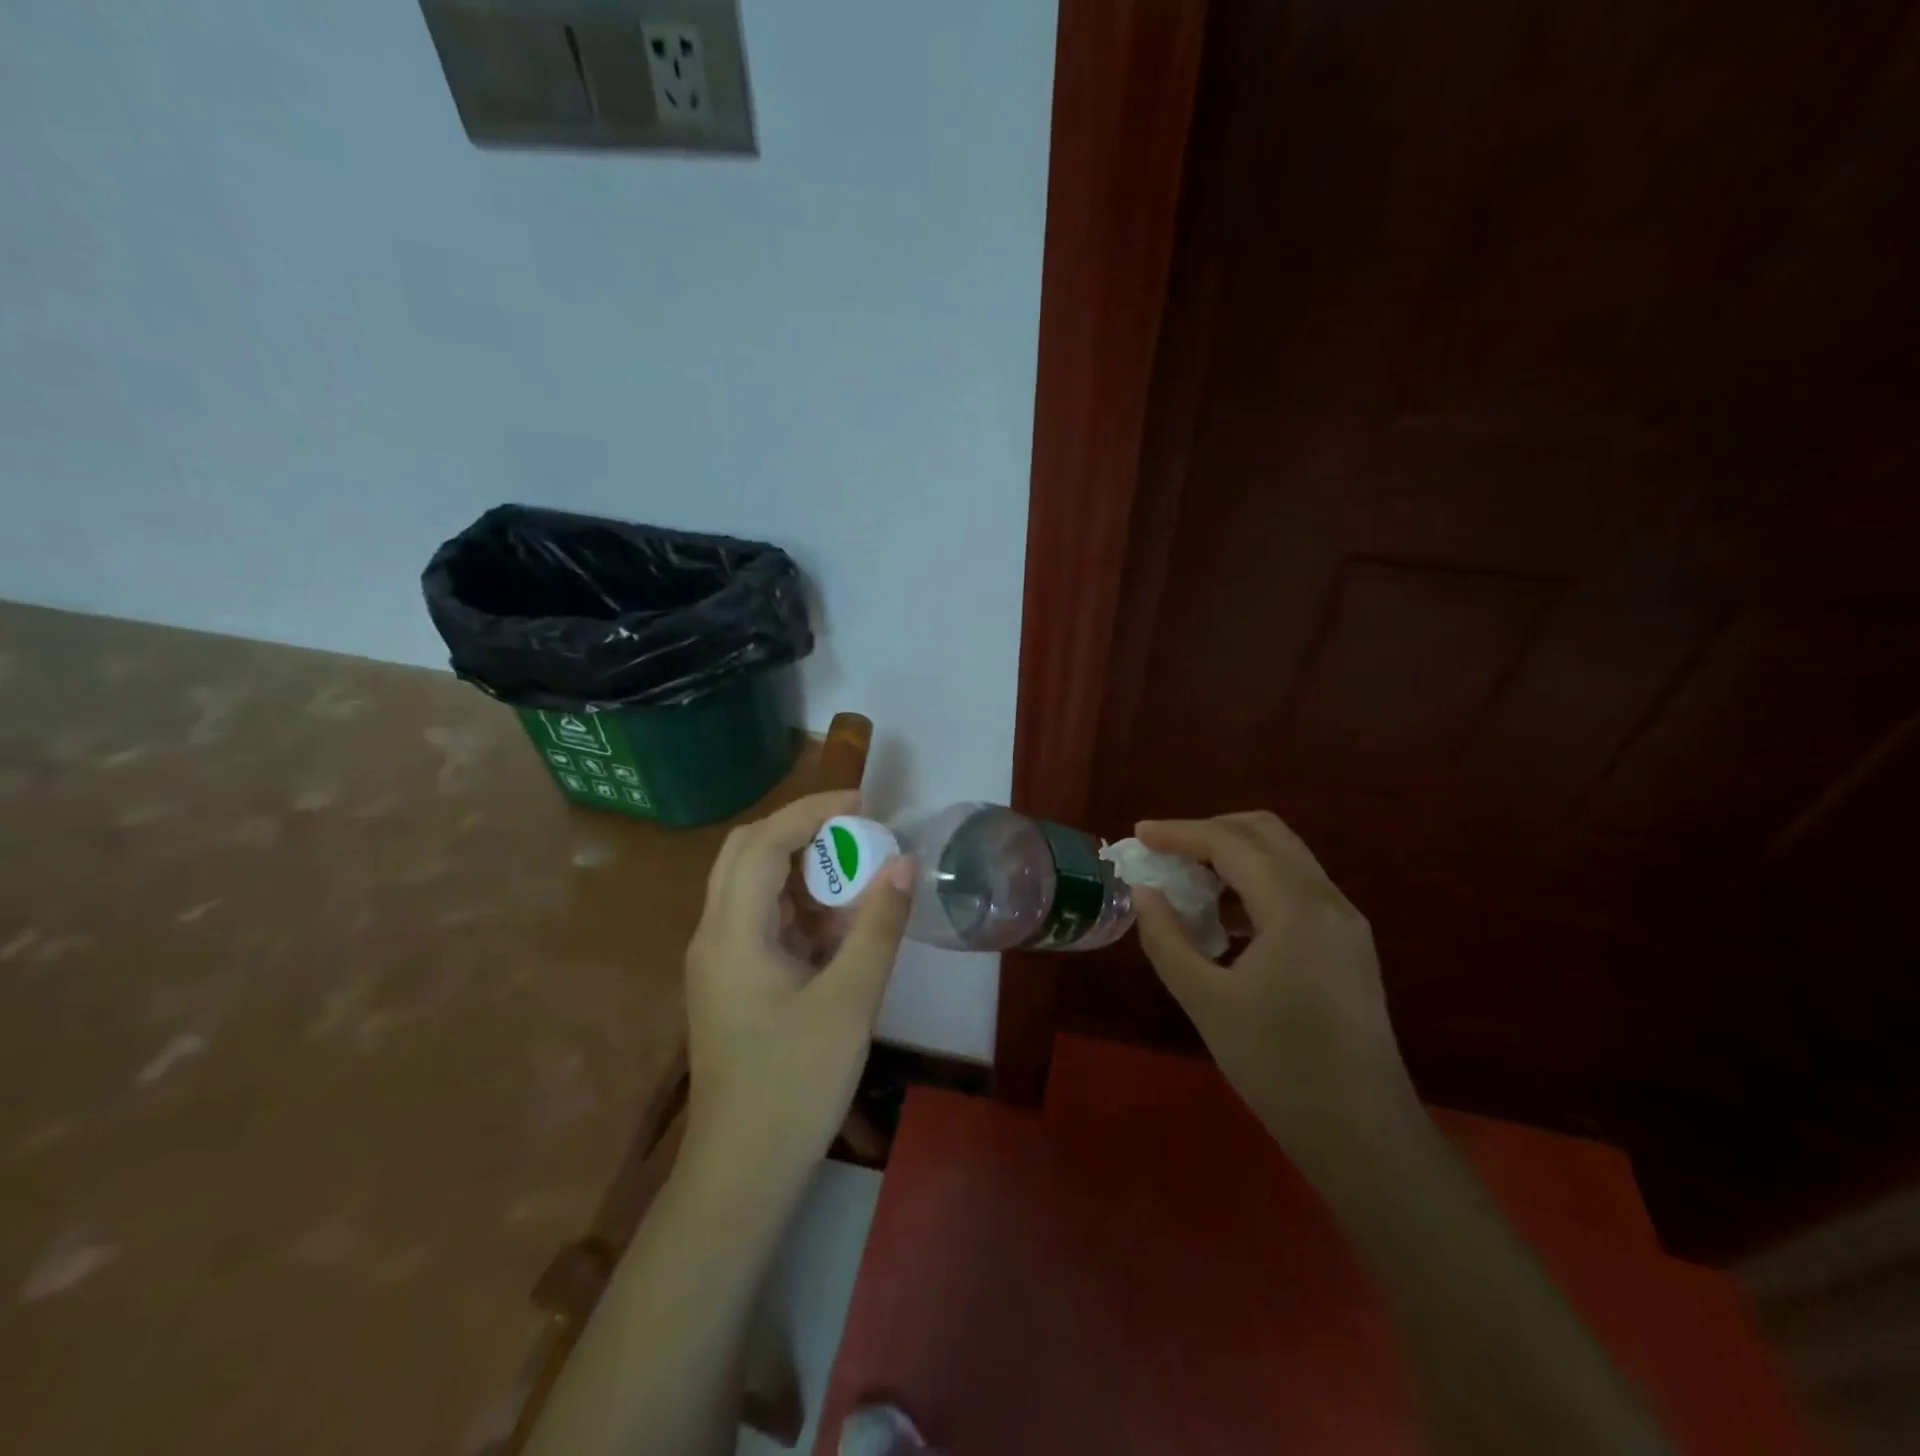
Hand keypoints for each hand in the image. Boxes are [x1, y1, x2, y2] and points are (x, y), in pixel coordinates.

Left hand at [682, 790, 913, 1195]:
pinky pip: (759, 921)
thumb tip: (903, 863)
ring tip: (855, 874)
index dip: (813, 811)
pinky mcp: (729, 983)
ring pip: (750, 886)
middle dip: (801, 830)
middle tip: (856, 830)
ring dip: (799, 868)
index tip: (864, 802)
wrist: (742, 1175)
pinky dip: (796, 906)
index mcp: (732, 933)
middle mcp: (713, 935)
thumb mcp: (850, 1001)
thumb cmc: (794, 1085)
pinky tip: (836, 927)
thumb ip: (877, 926)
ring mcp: (717, 961)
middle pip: (746, 853)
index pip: (764, 843)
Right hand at [1133, 812, 1419, 1187]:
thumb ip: (1167, 938)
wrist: (1364, 1136)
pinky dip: (1256, 883)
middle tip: (1165, 852)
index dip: (1179, 832)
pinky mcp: (1348, 945)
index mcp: (1295, 908)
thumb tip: (1144, 892)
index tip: (1138, 835)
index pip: (1230, 843)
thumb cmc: (1279, 1067)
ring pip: (1284, 857)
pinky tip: (1225, 919)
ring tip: (1188, 882)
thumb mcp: (1206, 1001)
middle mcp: (1327, 900)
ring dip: (1234, 856)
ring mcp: (1345, 922)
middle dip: (1209, 832)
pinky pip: (1296, 888)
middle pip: (1265, 833)